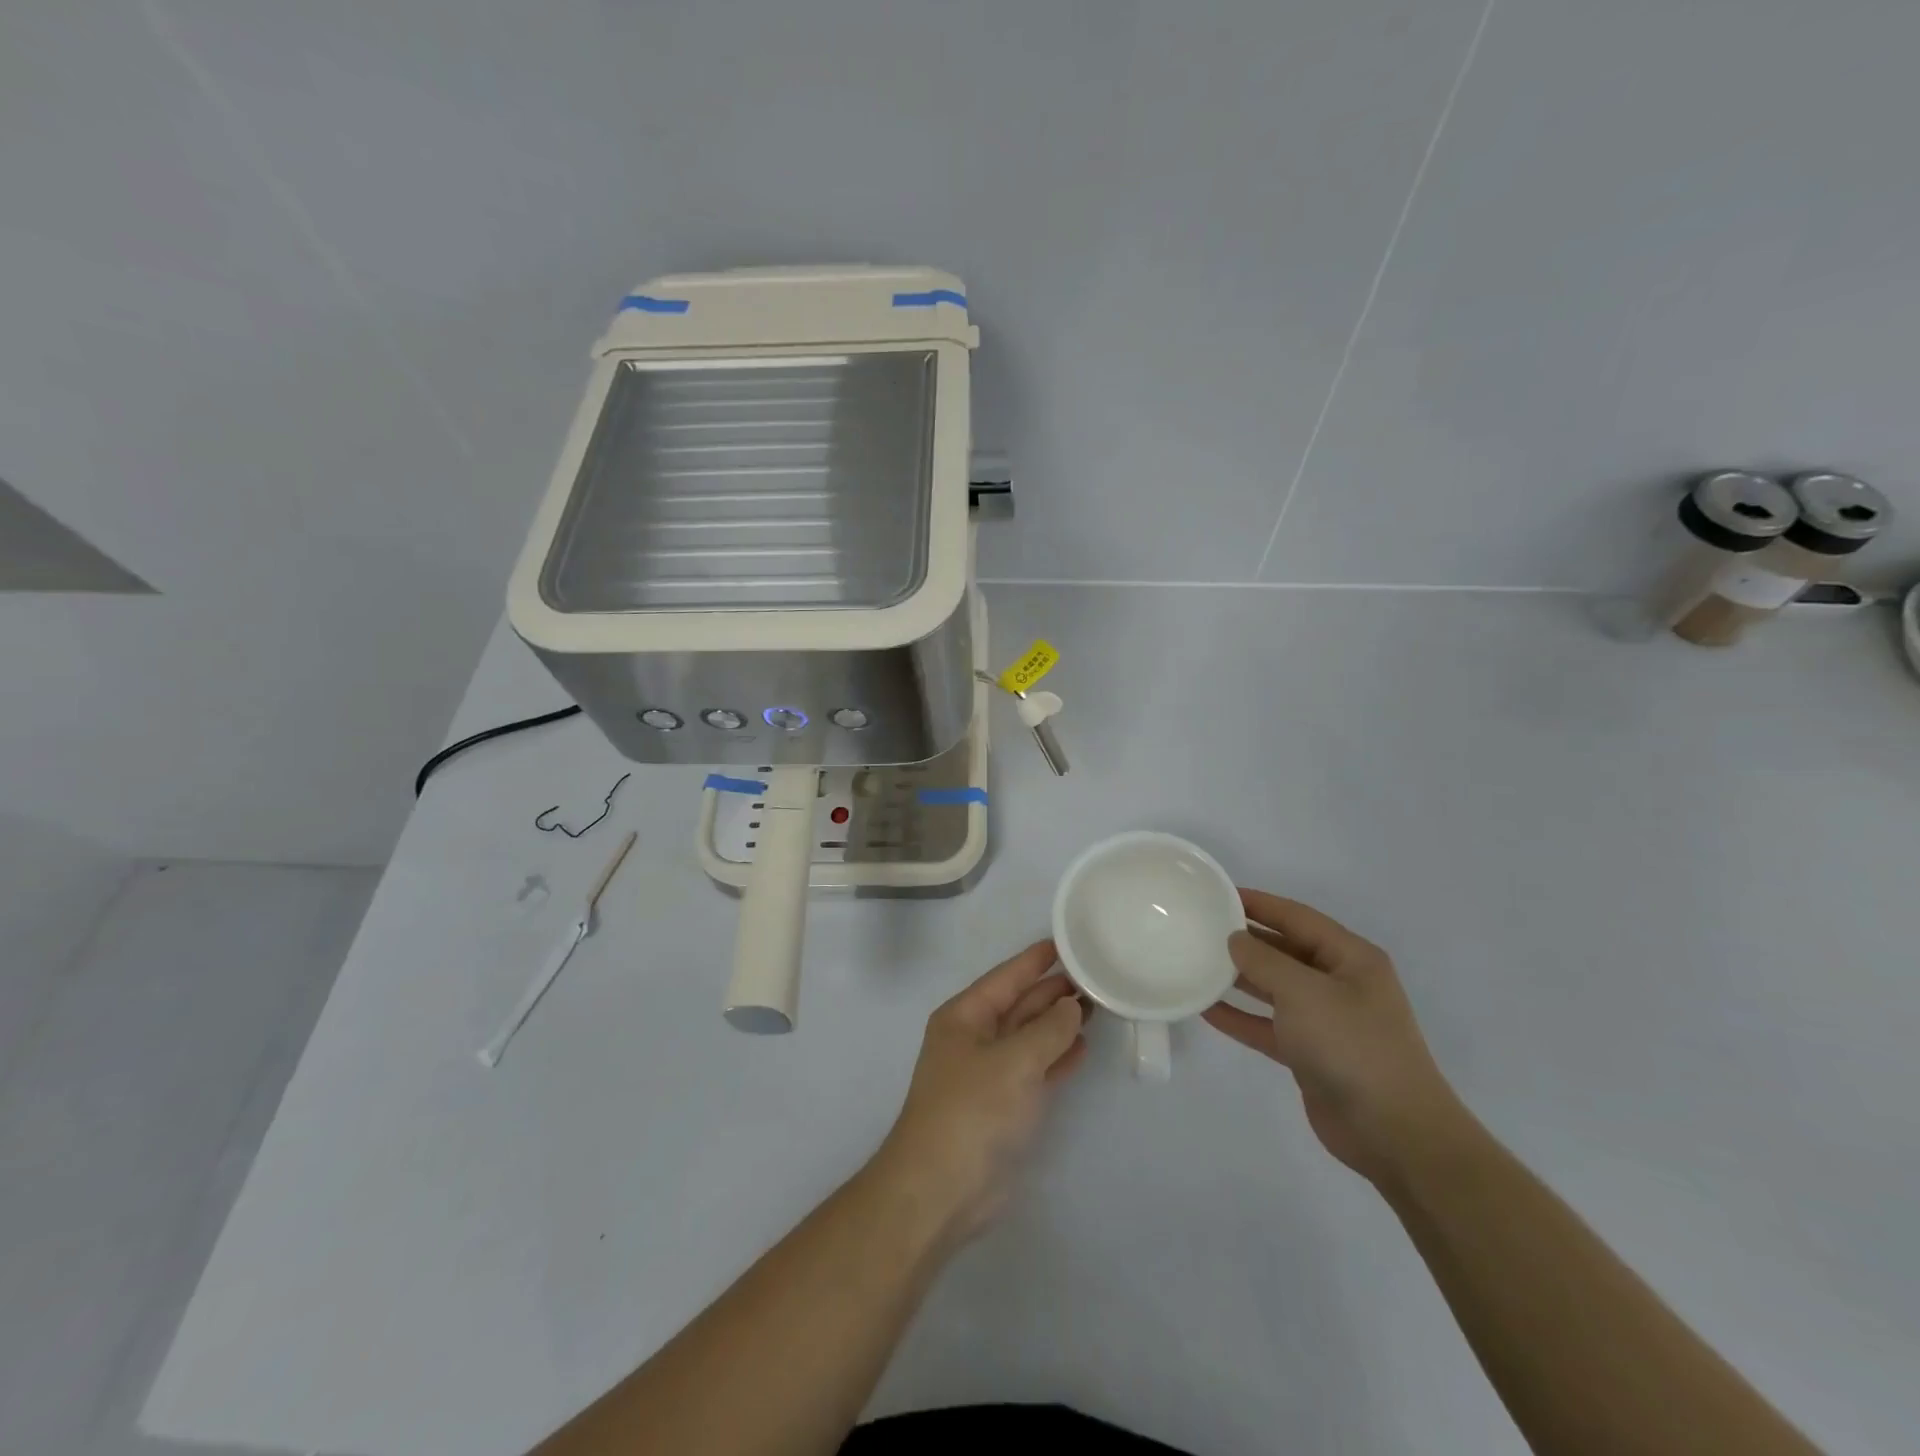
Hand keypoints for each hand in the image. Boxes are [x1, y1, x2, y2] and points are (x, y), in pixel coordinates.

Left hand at [872, 940, 1085, 1246]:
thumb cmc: (972, 1111)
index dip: (1036, 960)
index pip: (1006, 977)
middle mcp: (975, 1038)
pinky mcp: (1003, 1106)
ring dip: (1060, 1023)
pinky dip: (1058, 1058)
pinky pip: (1036, 1069)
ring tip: (1098, 1006)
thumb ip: (1048, 1031)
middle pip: (1019, 1005)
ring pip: (1030, 1037)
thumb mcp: (1014, 1062)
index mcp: (965, 1017)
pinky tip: (1083, 1047)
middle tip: (1096, 975)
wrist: (941, 1191)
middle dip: (1054, 991)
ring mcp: (989, 1073)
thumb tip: (1072, 1006)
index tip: (1068, 942)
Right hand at [1203, 889, 1467, 1184]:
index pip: (1297, 917)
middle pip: (1285, 950)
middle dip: (1245, 939)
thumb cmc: (1352, 1045)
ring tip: (1196, 962)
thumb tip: (1235, 939)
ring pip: (1274, 988)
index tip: (1218, 894)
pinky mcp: (1311, 1054)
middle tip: (1200, 927)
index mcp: (1351, 958)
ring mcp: (1326, 1020)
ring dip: (1239, 978)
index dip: (1258, 903)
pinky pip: (1268, 1025)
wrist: (1393, 1132)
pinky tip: (1206, 1009)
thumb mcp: (1304, 991)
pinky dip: (1241, 1016)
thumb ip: (1264, 960)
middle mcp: (1340, 983)